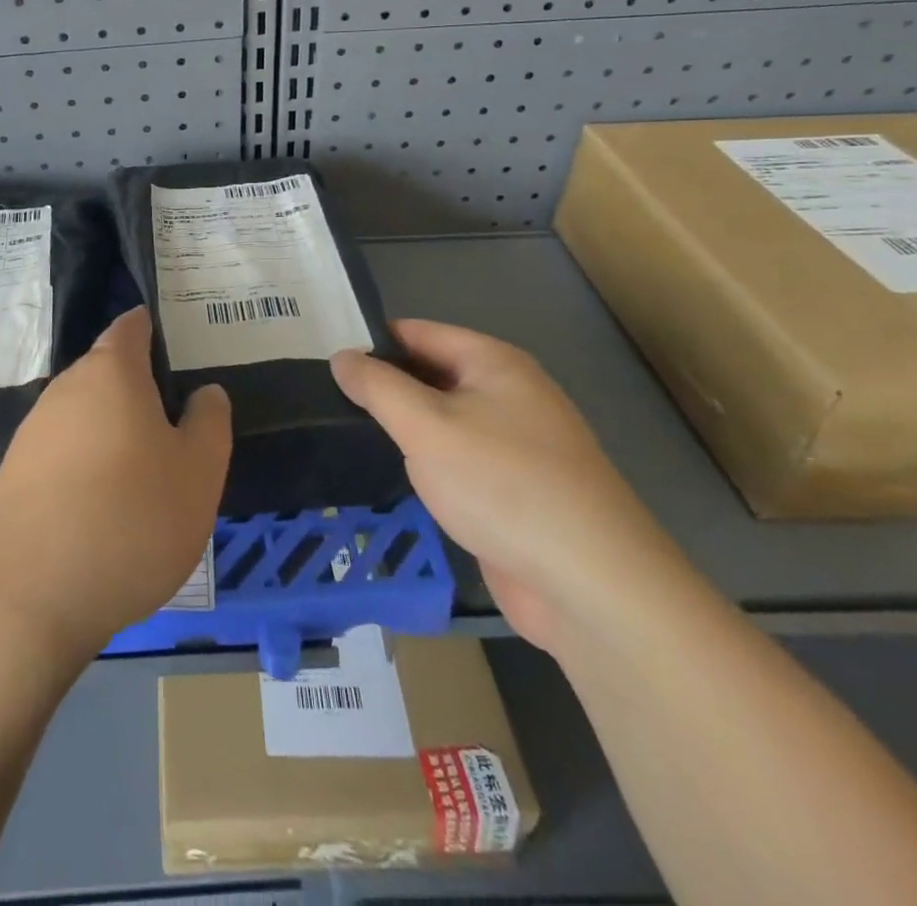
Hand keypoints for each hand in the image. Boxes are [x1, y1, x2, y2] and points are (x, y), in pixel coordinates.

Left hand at [0, 307, 230, 664]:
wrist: (30, 598)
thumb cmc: (131, 520)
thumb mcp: (199, 472)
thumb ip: (209, 421)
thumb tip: (204, 392)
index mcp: (111, 372)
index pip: (131, 327)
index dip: (153, 328)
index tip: (177, 345)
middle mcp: (65, 389)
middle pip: (107, 371)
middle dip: (139, 389)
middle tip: (175, 424)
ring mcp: (33, 431)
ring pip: (84, 414)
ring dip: (113, 431)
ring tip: (144, 471)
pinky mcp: (13, 473)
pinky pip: (62, 451)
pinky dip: (86, 463)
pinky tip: (103, 505)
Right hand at [332, 320, 686, 653]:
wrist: (591, 585)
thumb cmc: (503, 485)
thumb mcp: (426, 426)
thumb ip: (378, 386)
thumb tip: (342, 356)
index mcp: (494, 363)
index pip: (418, 333)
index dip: (371, 343)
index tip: (326, 360)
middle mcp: (510, 393)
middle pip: (431, 374)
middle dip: (384, 386)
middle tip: (325, 399)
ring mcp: (517, 443)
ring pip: (444, 420)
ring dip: (405, 427)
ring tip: (345, 433)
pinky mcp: (516, 489)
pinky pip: (460, 459)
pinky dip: (428, 462)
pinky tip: (394, 475)